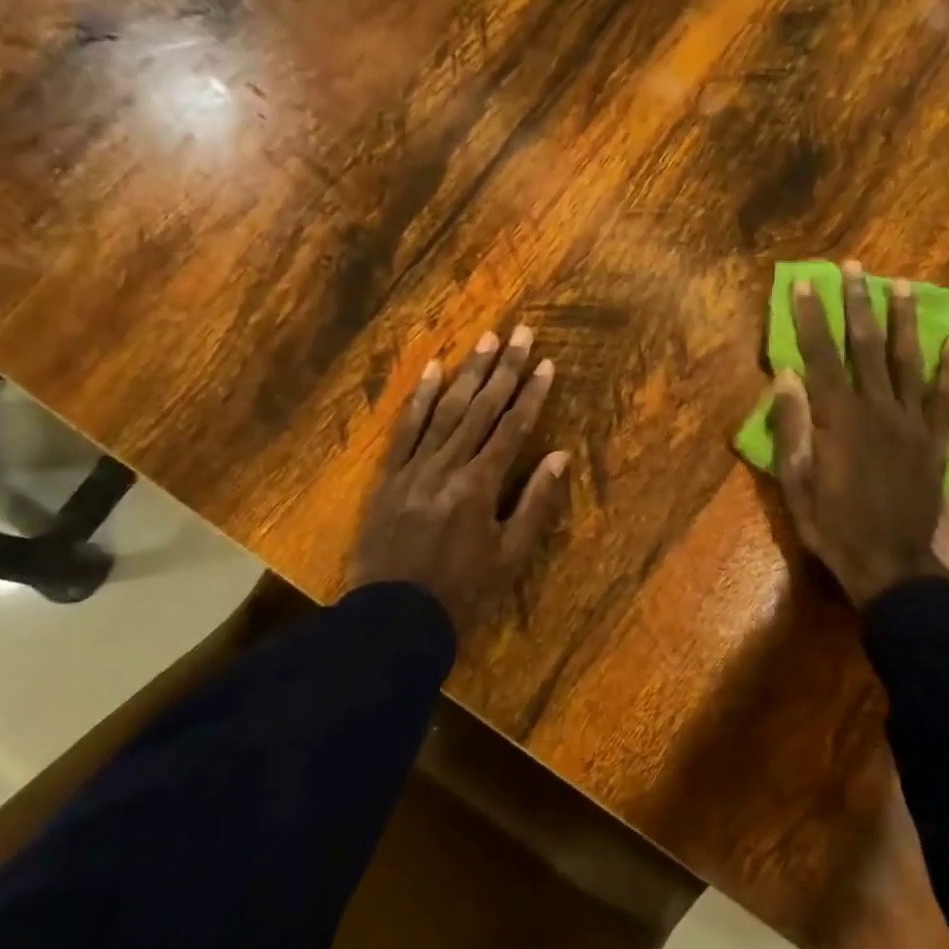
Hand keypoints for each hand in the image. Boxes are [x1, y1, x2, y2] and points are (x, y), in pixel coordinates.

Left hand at [349, 325, 569, 635]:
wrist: (394, 617)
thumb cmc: (462, 591)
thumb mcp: (509, 555)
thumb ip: (535, 502)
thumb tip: (559, 455)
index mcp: (480, 486)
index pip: (512, 428)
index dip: (531, 394)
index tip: (545, 363)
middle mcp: (448, 466)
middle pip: (481, 409)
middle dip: (503, 368)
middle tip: (519, 331)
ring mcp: (415, 468)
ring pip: (446, 411)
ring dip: (467, 373)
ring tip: (484, 339)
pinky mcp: (390, 476)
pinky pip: (406, 429)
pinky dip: (420, 398)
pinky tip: (433, 371)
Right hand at [769, 262, 948, 606]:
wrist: (889, 562)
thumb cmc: (831, 524)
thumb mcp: (795, 480)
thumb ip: (792, 425)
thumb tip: (786, 375)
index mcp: (838, 418)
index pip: (821, 355)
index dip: (811, 317)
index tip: (805, 283)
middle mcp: (878, 409)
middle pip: (866, 346)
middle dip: (858, 304)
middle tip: (856, 268)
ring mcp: (912, 423)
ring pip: (908, 361)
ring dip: (903, 321)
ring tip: (902, 287)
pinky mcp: (937, 440)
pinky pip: (946, 397)